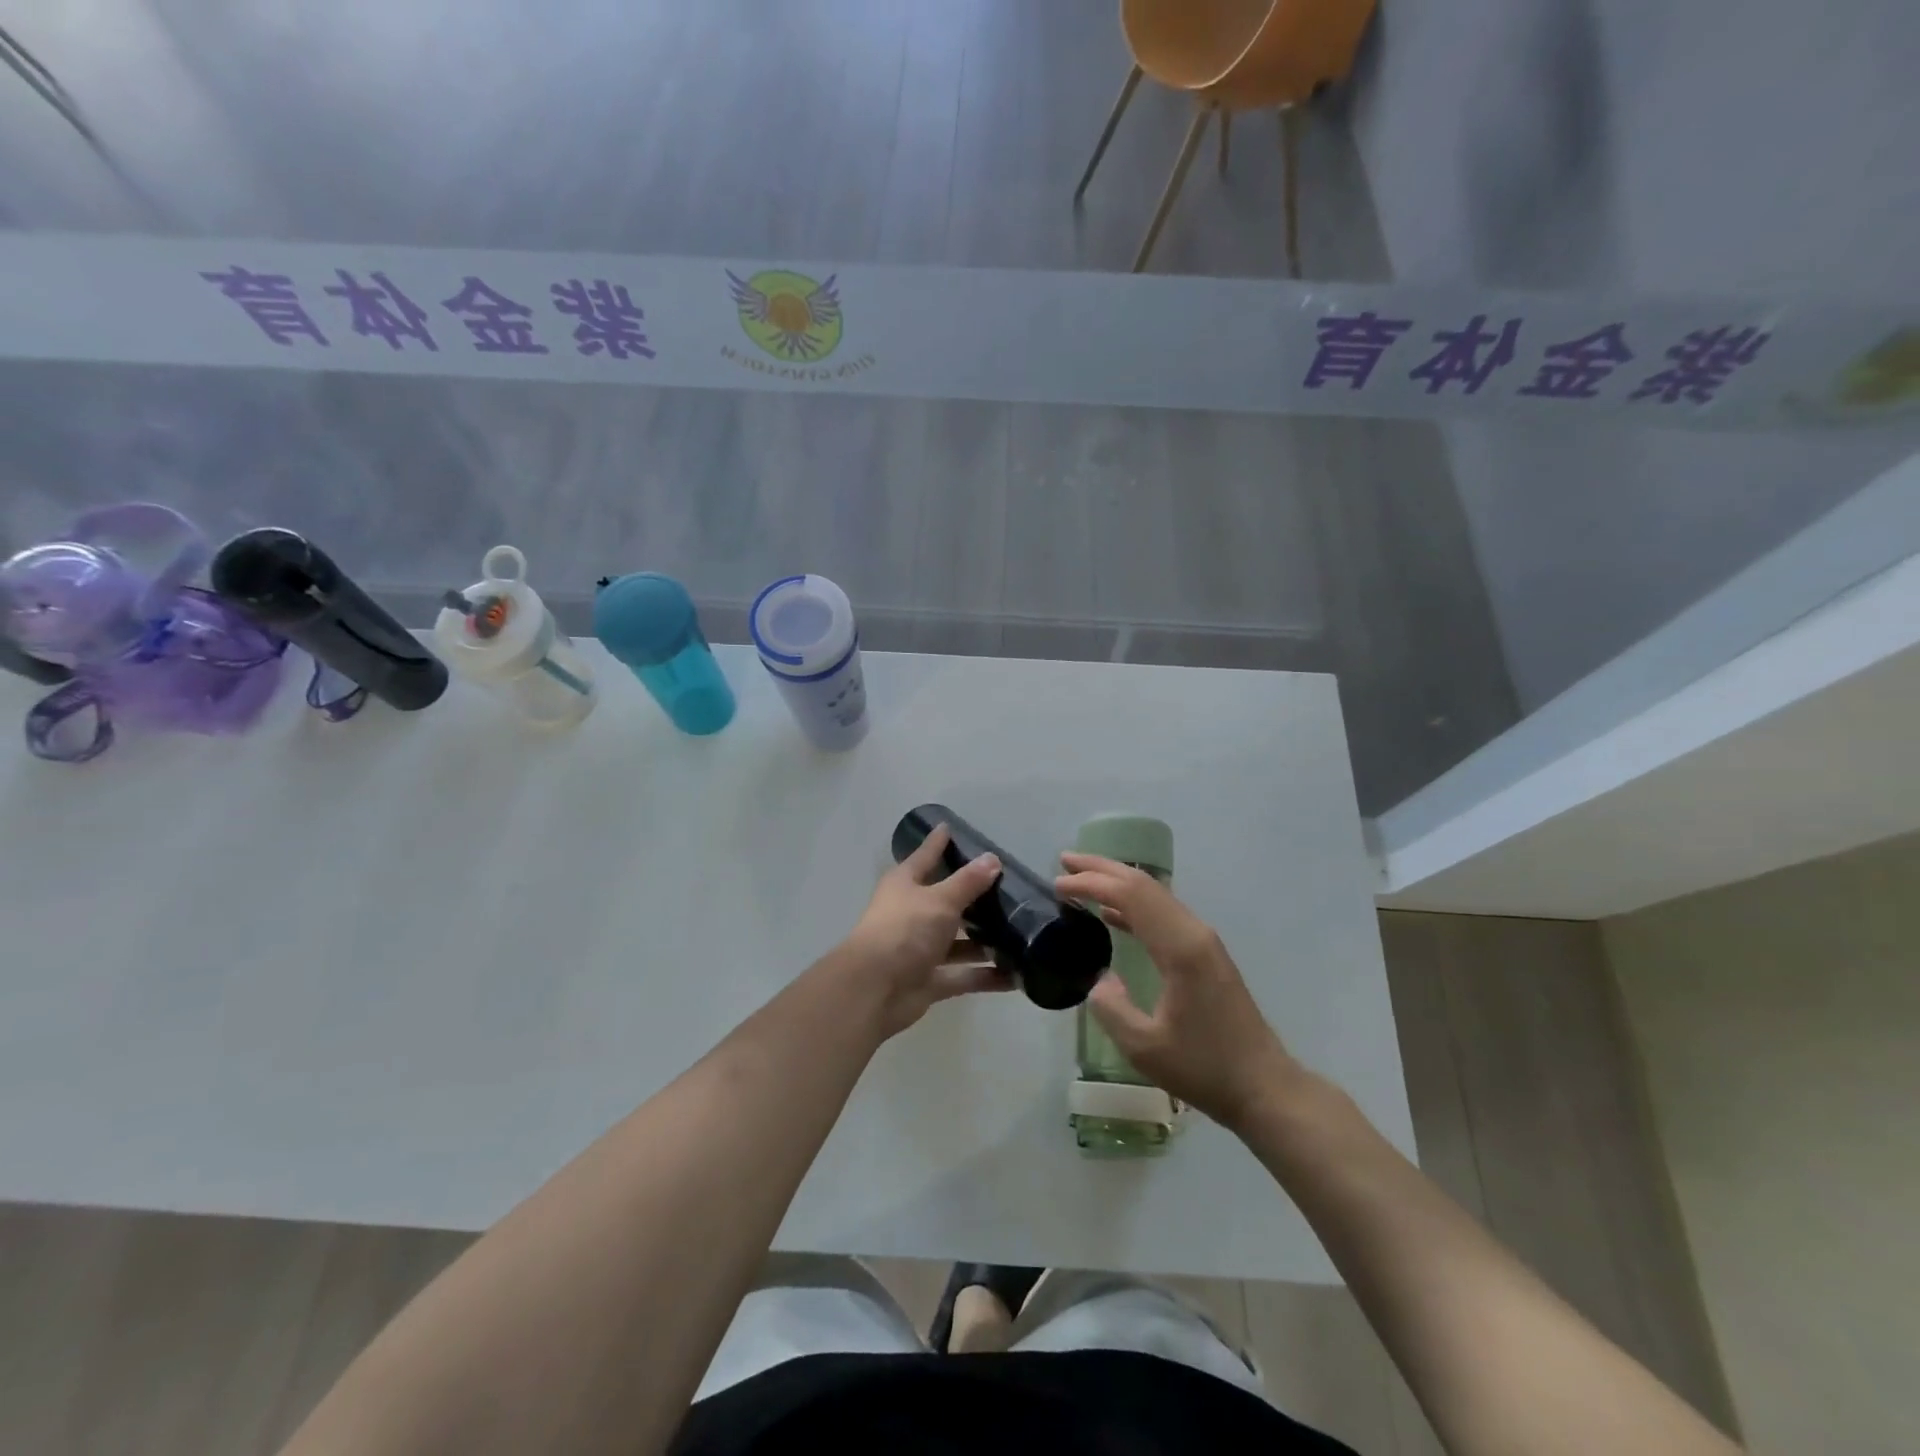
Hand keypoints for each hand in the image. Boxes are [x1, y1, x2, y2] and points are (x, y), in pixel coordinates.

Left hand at [843, 824, 1010, 1036]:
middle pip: (946, 900)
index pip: (925, 856)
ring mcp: (920, 948)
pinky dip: (987, 976)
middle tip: (1009, 887)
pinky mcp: (929, 980)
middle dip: (974, 897)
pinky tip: (1016, 976)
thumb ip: (968, 882)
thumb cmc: (904, 930)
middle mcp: (912, 913)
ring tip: (1020, 933)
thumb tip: (992, 859)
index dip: (938, 843)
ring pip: (958, 941)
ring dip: (985, 941)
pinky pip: (964, 975)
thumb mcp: (940, 899)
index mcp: (905, 885)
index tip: (950, 827)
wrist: (874, 990)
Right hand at [1055, 853, 1296, 1134]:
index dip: (1092, 883)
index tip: (1058, 883)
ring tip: (1080, 880)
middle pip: (1144, 885)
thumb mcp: (1144, 1047)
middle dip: (1102, 869)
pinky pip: (1163, 916)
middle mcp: (1194, 932)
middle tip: (1064, 861)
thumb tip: (1099, 978)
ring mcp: (1203, 941)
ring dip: (1117, 883)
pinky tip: (1111, 915)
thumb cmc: (1204, 1068)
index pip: (1131, 895)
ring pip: (1155, 896)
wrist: (1264, 1087)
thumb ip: (1111, 1007)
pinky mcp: (1205, 954)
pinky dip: (1133, 907)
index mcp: (1180, 948)